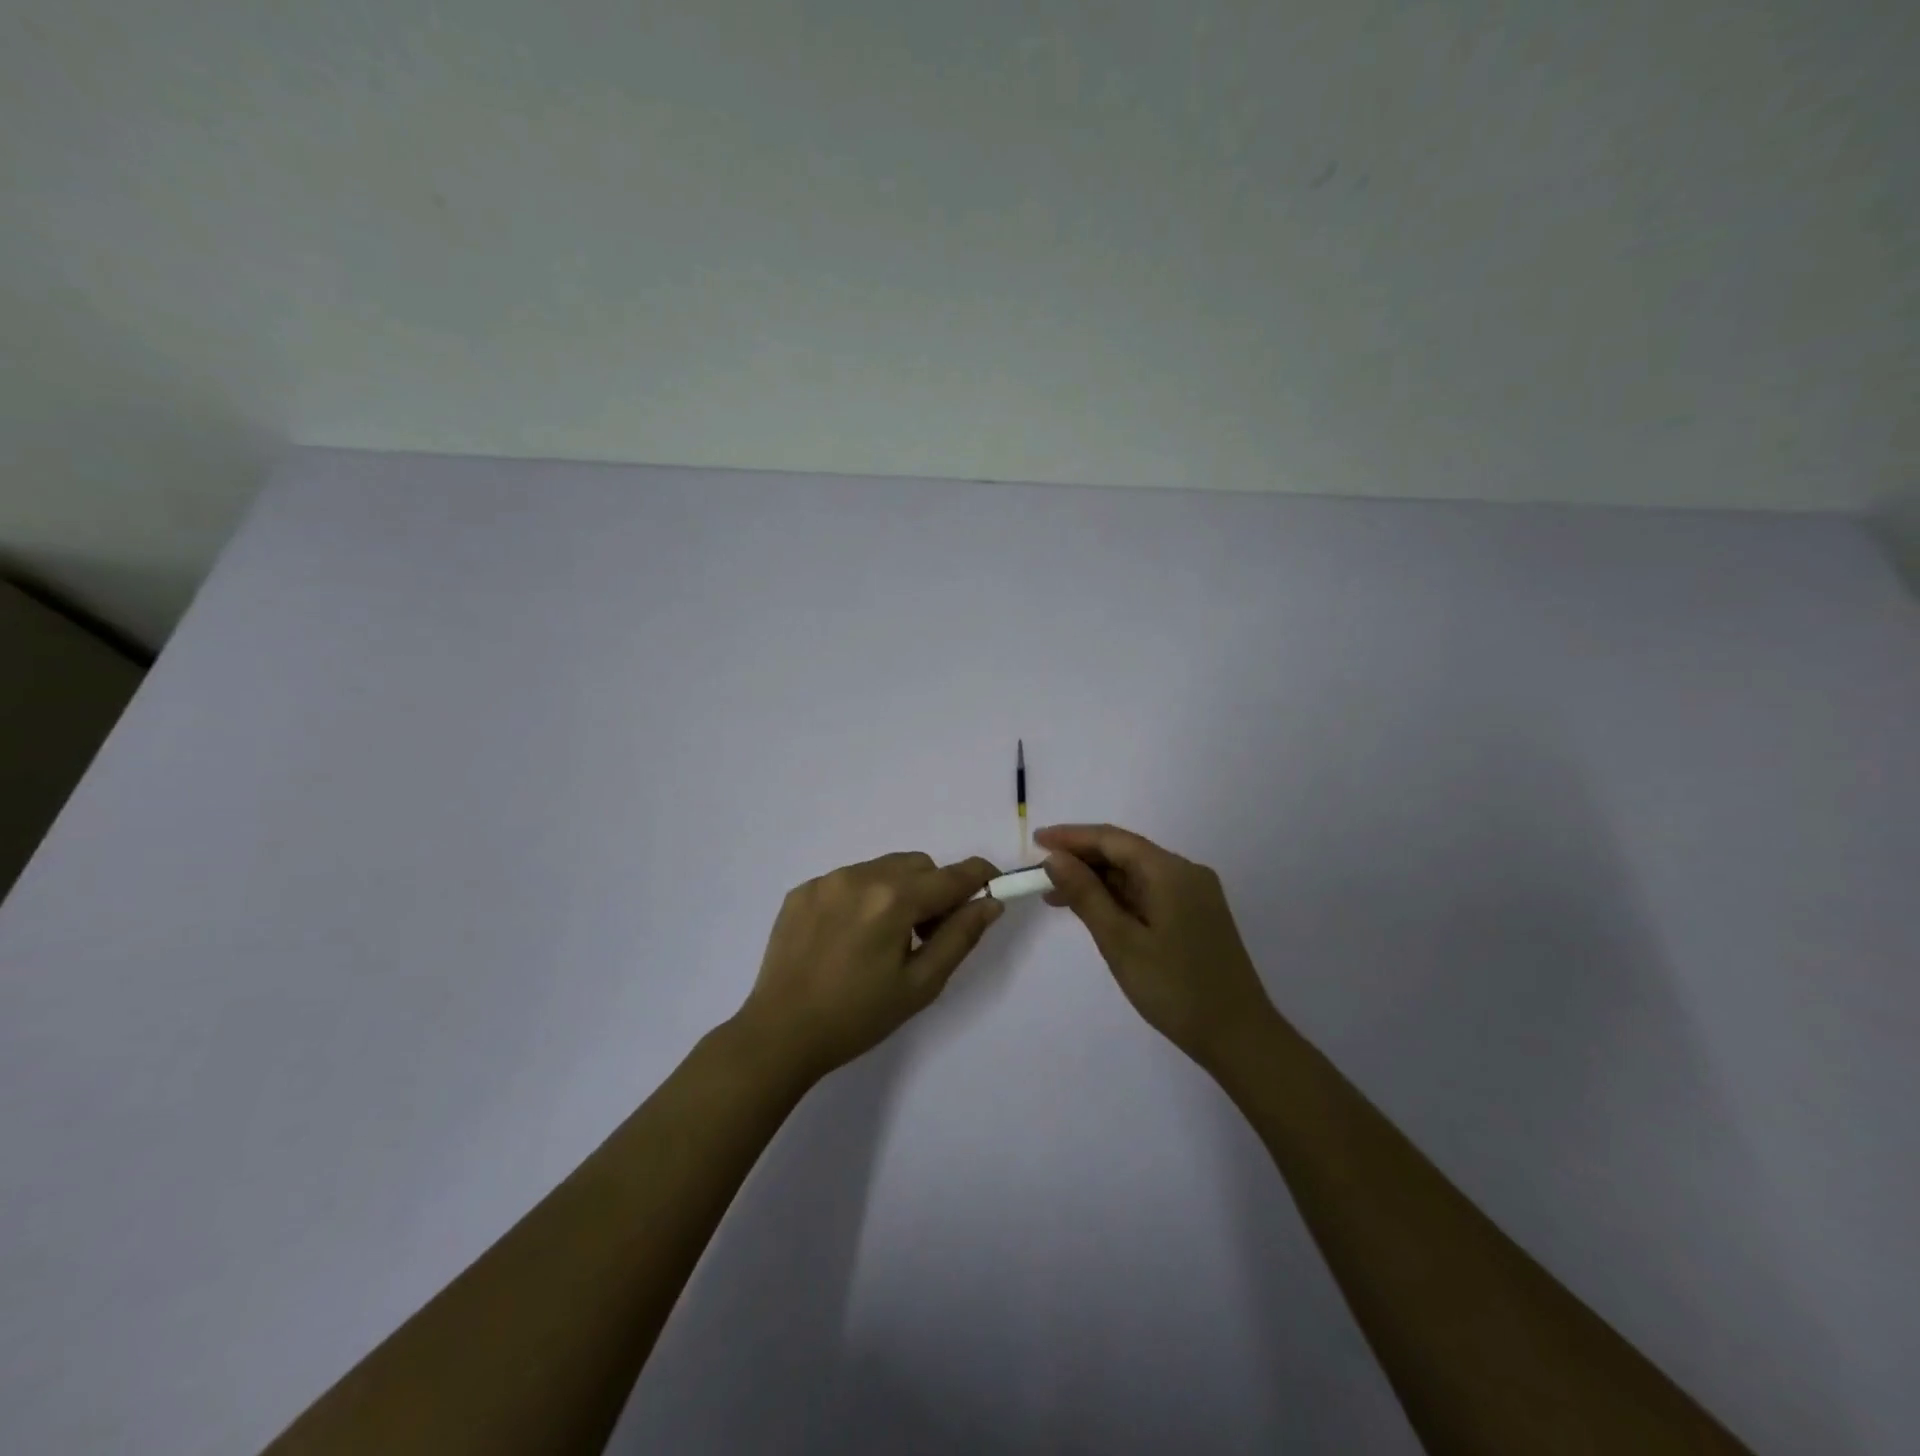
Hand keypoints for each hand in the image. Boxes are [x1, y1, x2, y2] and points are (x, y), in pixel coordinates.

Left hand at [735, 852, 1002, 1081]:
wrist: (780, 1034)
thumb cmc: (857, 1016)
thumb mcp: (920, 985)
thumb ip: (960, 937)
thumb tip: (989, 903)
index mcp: (893, 900)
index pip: (952, 875)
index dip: (979, 877)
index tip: (993, 887)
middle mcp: (860, 876)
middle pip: (918, 865)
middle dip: (934, 890)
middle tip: (928, 934)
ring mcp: (827, 880)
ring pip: (883, 868)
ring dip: (898, 890)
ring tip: (884, 937)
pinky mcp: (802, 890)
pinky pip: (848, 879)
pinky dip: (863, 897)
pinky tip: (849, 937)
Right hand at [1036, 824, 1276, 1068]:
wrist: (1239, 1038)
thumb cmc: (1175, 988)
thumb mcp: (1121, 942)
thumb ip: (1086, 895)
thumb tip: (1055, 858)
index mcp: (1171, 871)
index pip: (1113, 839)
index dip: (1072, 837)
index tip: (1035, 840)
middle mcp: (1186, 873)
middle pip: (1125, 853)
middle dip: (1081, 859)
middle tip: (1040, 873)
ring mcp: (1194, 895)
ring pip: (1136, 874)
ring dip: (1097, 881)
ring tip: (1055, 896)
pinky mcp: (1195, 916)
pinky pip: (1149, 893)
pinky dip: (1117, 897)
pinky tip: (1093, 911)